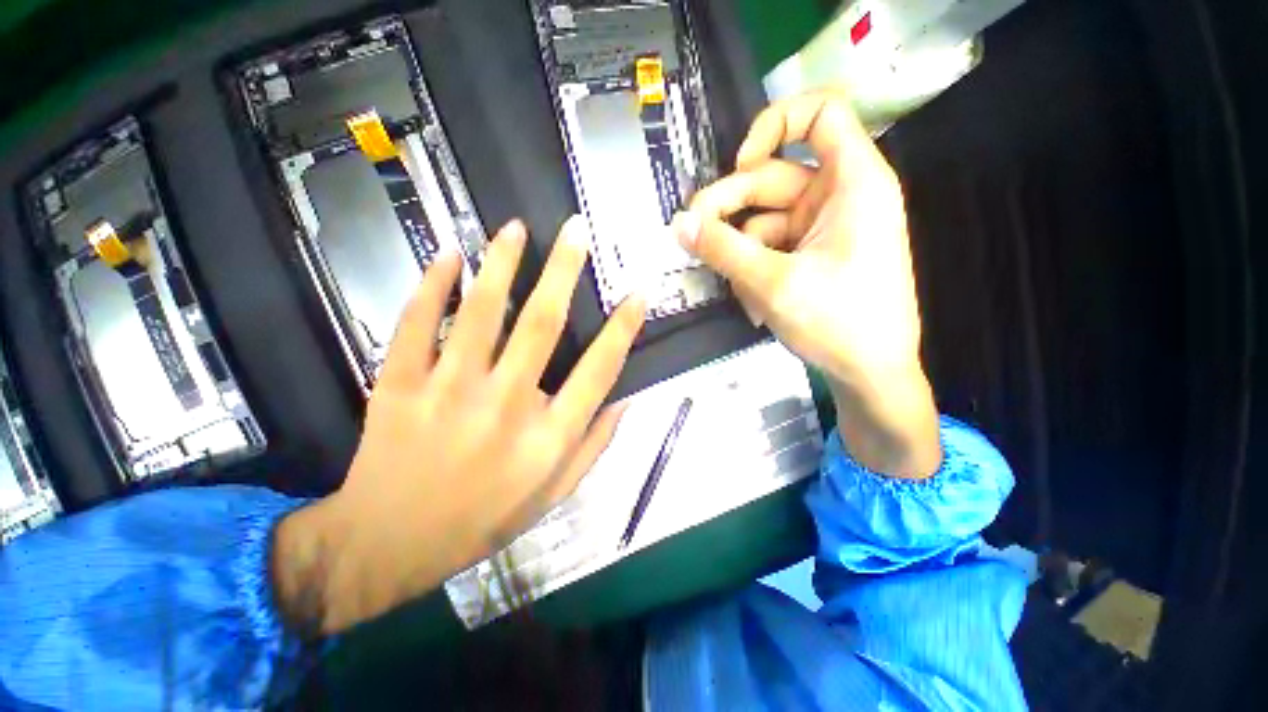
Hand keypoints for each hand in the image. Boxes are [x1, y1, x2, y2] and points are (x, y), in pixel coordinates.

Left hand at [273, 217, 646, 635]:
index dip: (623, 329)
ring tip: (515, 229)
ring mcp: (448, 391)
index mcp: (548, 437)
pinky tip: (448, 254)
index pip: (599, 370)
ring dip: (502, 263)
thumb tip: (626, 401)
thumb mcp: (555, 494)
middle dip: (564, 270)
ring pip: (481, 311)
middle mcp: (506, 406)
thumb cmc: (484, 519)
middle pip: (542, 324)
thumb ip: (595, 446)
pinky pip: (416, 322)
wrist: (391, 543)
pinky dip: (431, 283)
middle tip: (575, 231)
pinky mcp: (399, 385)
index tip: (638, 294)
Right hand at [673, 88, 939, 477]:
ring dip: (740, 251)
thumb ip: (723, 249)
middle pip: (772, 177)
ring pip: (765, 219)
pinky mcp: (812, 254)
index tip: (739, 164)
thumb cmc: (838, 323)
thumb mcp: (773, 283)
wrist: (870, 374)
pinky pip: (772, 246)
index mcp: (852, 183)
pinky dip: (755, 268)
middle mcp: (839, 196)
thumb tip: (679, 224)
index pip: (820, 113)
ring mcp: (824, 228)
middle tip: (692, 236)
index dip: (775, 125)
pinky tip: (752, 299)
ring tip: (734, 287)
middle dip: (729, 207)